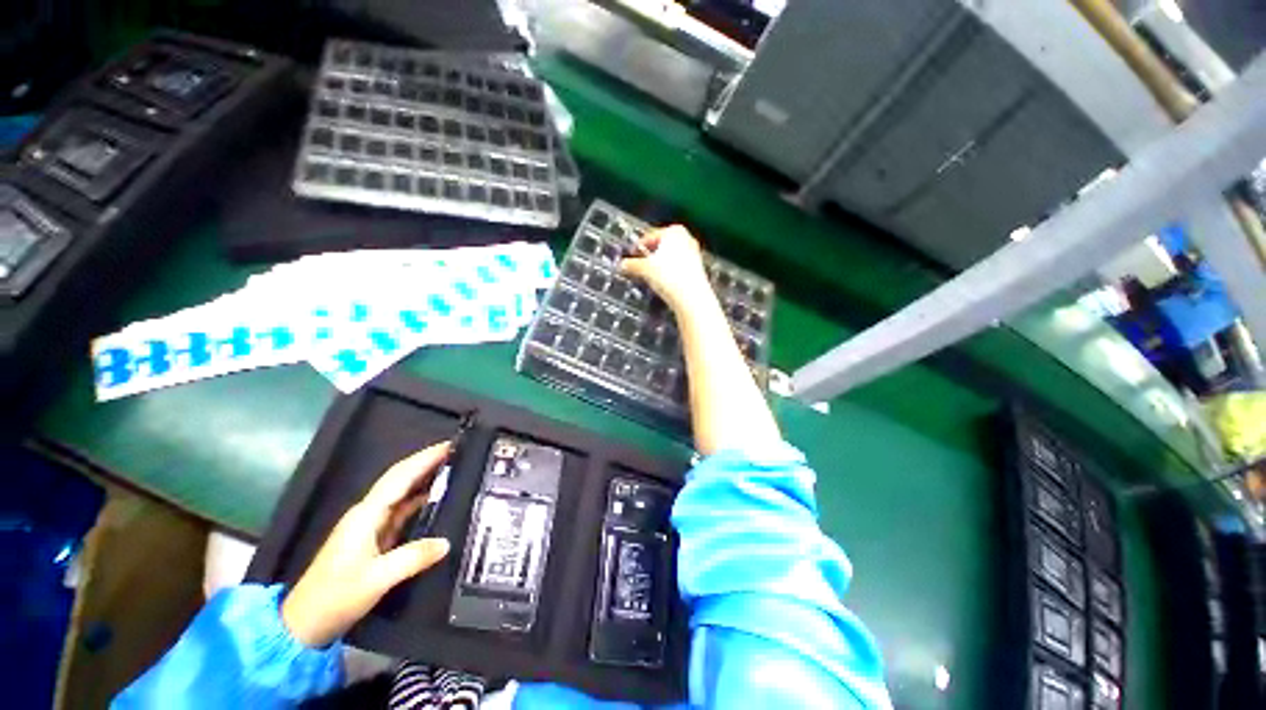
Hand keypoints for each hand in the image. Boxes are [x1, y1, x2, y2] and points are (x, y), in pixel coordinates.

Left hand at [281, 443, 452, 646]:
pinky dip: (419, 501)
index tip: (450, 445)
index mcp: (366, 515)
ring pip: (401, 494)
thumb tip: (446, 542)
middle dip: (426, 463)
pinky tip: (436, 501)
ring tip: (453, 470)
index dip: (424, 458)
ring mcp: (369, 526)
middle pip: (400, 479)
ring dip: (424, 480)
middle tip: (457, 453)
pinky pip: (401, 511)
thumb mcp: (377, 579)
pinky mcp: (373, 540)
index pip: (400, 476)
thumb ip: (413, 558)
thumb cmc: (335, 597)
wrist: (303, 625)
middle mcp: (367, 514)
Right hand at [619, 225, 712, 309]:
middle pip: (662, 245)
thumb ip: (631, 265)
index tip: (632, 255)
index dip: (639, 247)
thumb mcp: (644, 269)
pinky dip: (670, 272)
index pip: (650, 236)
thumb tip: (621, 265)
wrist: (691, 297)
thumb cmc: (668, 276)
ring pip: (671, 256)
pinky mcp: (698, 268)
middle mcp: (686, 238)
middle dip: (650, 255)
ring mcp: (694, 253)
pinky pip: (679, 266)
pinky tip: (664, 282)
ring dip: (660, 264)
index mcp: (673, 231)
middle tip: (640, 265)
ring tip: (650, 275)